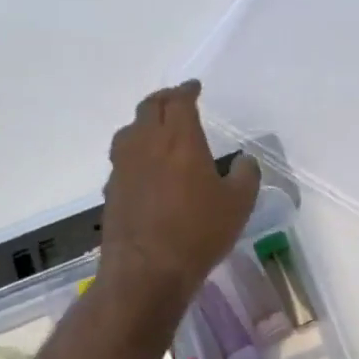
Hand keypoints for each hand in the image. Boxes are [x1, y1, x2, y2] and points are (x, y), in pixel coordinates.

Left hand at [100, 81, 260, 309]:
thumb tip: (245, 161)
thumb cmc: (199, 232)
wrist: (147, 271)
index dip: (187, 90)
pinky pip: (123, 159)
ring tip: (156, 129)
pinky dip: (135, 152)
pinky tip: (145, 168)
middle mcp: (146, 144)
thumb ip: (246, 175)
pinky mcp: (111, 190)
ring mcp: (124, 167)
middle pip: (149, 108)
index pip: (179, 101)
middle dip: (164, 99)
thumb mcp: (239, 204)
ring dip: (144, 123)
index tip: (194, 87)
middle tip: (176, 100)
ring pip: (130, 131)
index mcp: (179, 139)